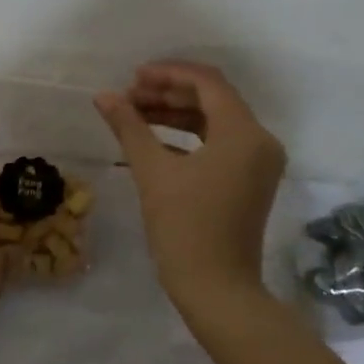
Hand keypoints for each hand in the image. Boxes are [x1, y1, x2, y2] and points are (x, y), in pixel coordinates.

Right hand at [95, 61, 286, 310]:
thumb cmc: (185, 227)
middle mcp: (259, 140)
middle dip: (169, 93)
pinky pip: (219, 144)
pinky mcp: (250, 180)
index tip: (133, 77)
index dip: (168, 73)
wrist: (217, 290)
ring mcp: (258, 162)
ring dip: (176, 113)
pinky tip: (153, 140)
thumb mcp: (152, 172)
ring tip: (135, 114)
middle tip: (129, 96)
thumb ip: (129, 127)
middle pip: (213, 99)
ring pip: (215, 121)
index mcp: (243, 133)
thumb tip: (104, 96)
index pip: (207, 82)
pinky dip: (188, 137)